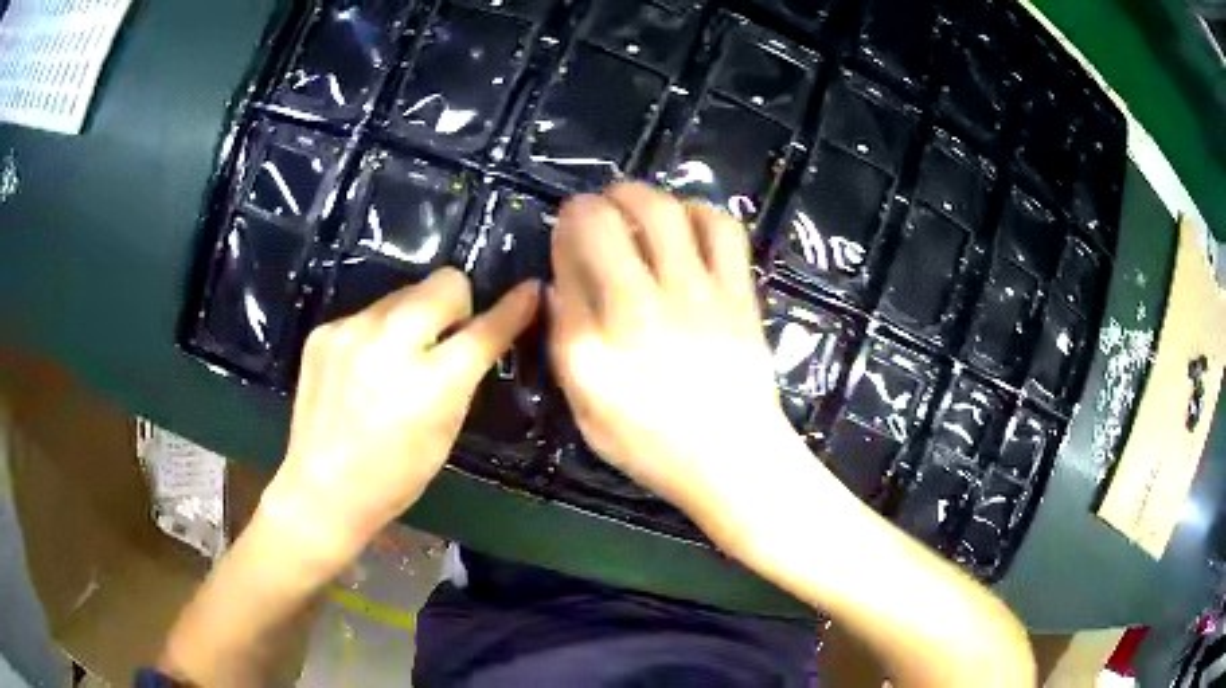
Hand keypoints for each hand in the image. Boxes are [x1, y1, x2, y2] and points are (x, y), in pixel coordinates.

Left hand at [262, 268, 538, 560]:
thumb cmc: (395, 476)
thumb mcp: (445, 433)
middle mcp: (389, 346)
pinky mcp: (324, 331)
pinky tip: (363, 369)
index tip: (530, 291)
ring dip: (413, 318)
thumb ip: (463, 378)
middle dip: (456, 303)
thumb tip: (477, 333)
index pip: (484, 330)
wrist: (322, 488)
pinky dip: (377, 333)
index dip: (513, 309)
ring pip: (404, 293)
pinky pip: (369, 313)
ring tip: (397, 358)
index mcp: (430, 386)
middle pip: (444, 282)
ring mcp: (350, 332)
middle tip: (445, 337)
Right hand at [548, 183, 797, 527]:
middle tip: (594, 211)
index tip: (565, 234)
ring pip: (666, 211)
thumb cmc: (653, 445)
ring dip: (642, 196)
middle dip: (593, 202)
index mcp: (600, 339)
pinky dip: (699, 212)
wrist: (734, 459)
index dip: (563, 233)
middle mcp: (646, 305)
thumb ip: (566, 341)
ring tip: (635, 208)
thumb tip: (557, 284)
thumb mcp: (586, 409)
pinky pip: (722, 229)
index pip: (570, 258)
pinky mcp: (739, 293)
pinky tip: (688, 226)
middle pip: (612, 219)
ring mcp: (699, 294)